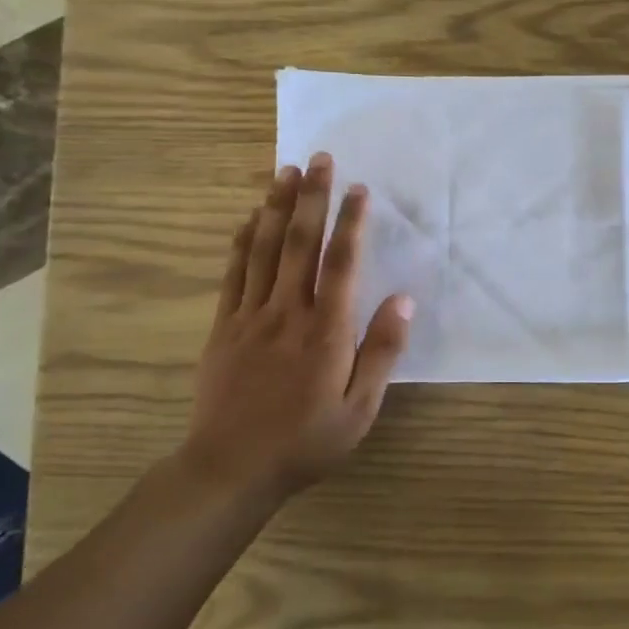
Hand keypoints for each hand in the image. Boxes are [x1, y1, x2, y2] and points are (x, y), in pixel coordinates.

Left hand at [179, 152, 413, 503]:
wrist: (230, 469)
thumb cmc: (306, 441)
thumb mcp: (359, 409)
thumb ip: (381, 352)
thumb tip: (404, 301)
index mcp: (326, 332)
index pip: (342, 264)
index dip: (351, 223)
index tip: (358, 189)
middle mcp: (287, 313)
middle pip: (300, 244)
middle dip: (311, 198)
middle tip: (319, 158)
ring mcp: (250, 317)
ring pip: (265, 250)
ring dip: (277, 207)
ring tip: (286, 171)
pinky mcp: (224, 327)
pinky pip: (234, 274)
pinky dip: (244, 241)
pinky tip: (251, 218)